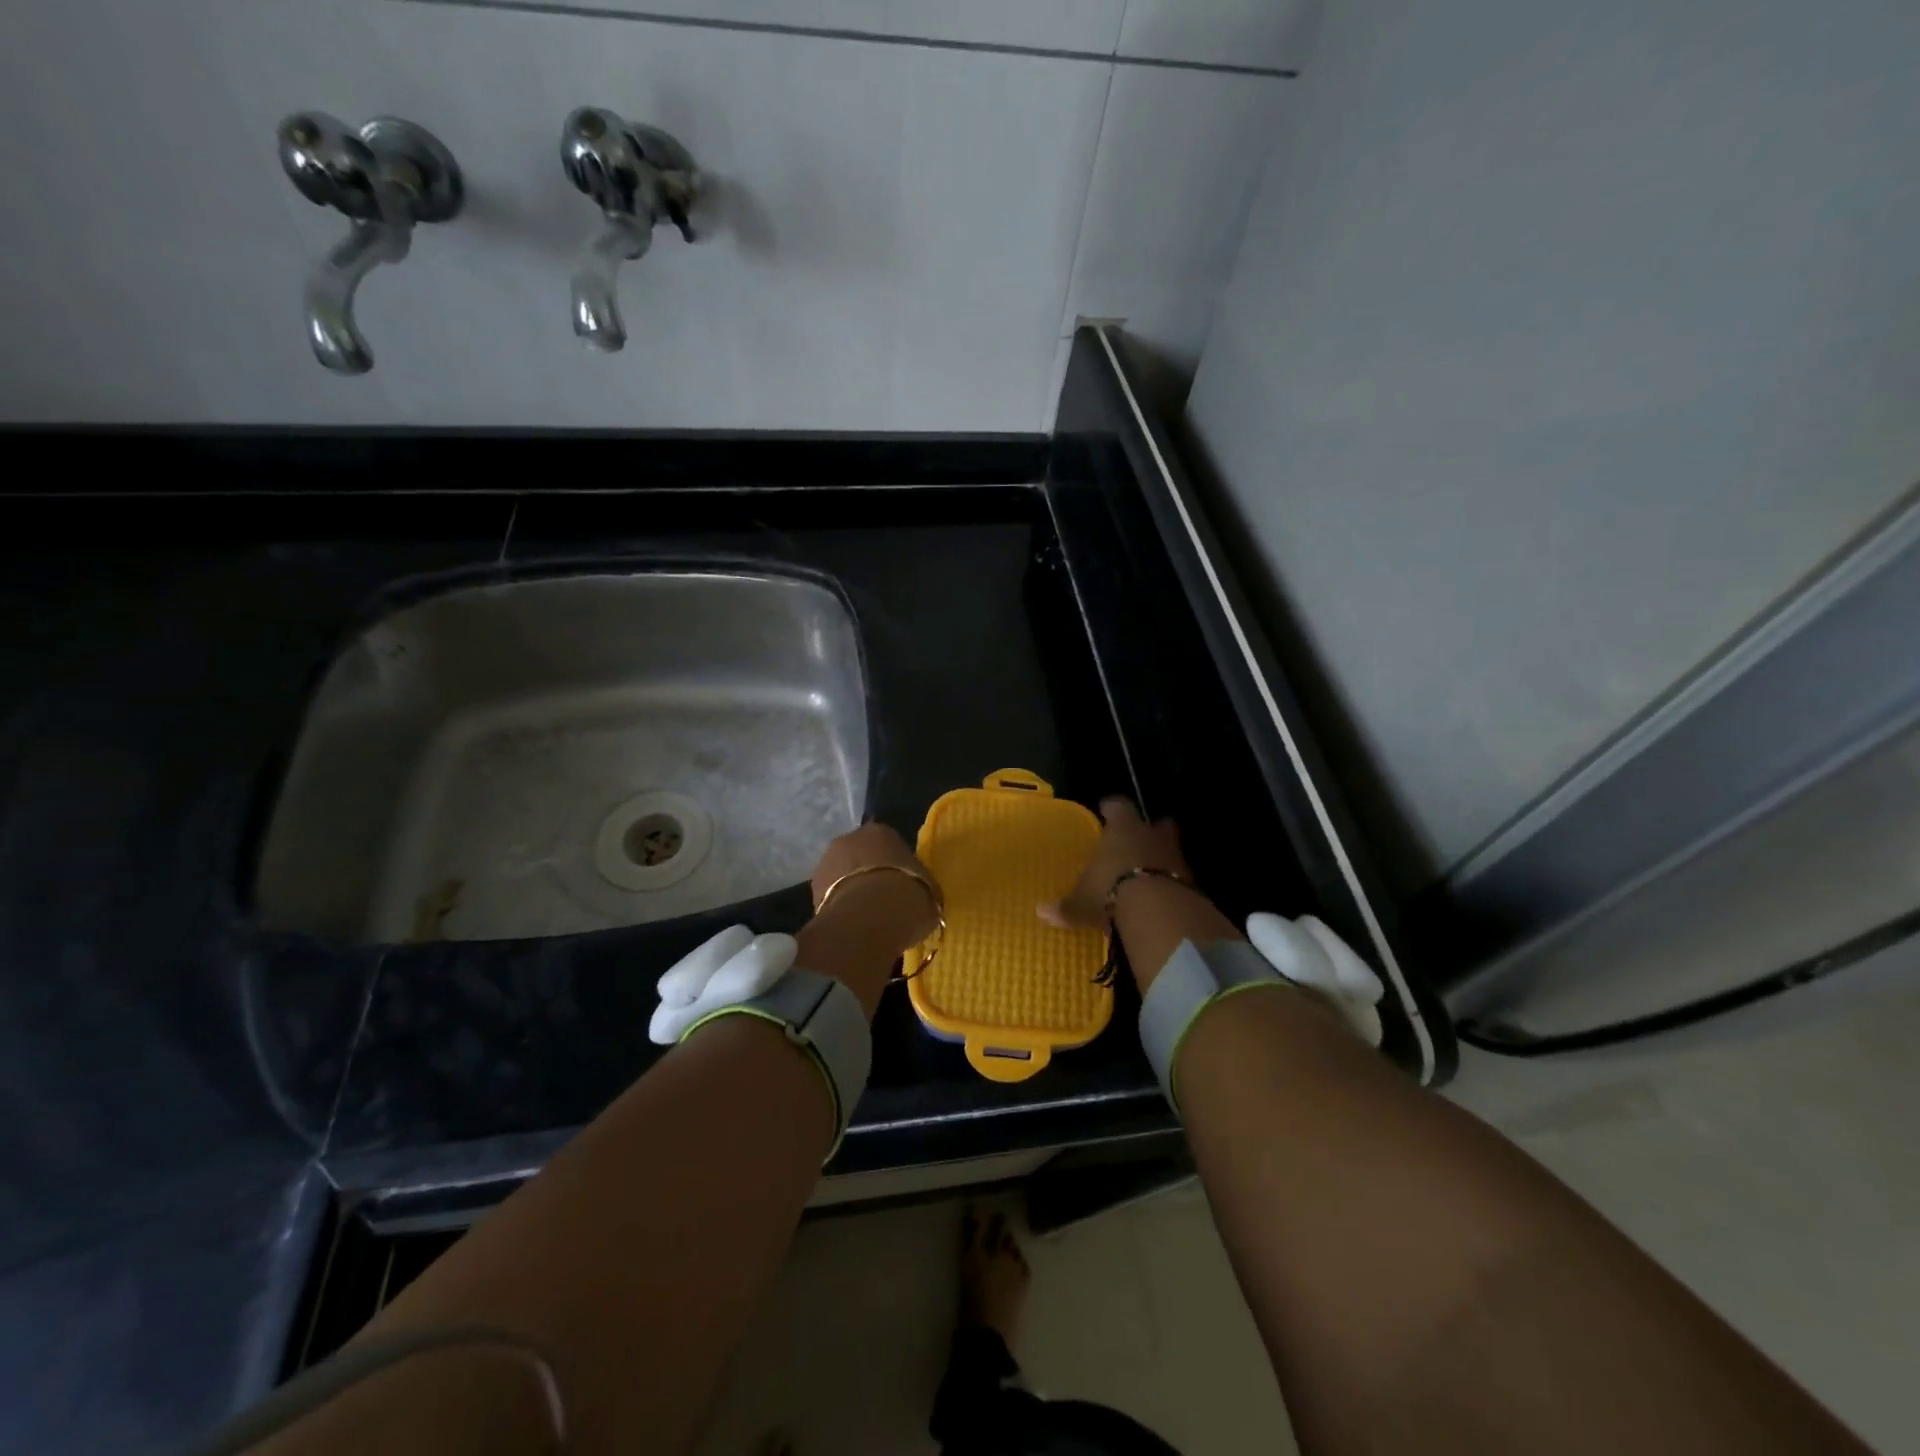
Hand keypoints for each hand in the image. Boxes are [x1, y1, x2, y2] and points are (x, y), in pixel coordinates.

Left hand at [809, 821, 941, 948]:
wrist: (868, 920)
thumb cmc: (907, 896)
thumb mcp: (929, 892)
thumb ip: (921, 888)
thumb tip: (921, 898)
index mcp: (881, 831)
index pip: (888, 843)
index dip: (895, 865)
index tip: (902, 884)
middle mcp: (849, 838)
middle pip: (860, 855)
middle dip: (869, 873)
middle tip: (883, 899)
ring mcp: (826, 863)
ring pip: (842, 875)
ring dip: (851, 889)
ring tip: (866, 916)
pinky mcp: (811, 891)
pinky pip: (831, 897)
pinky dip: (840, 906)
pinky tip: (853, 925)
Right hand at [1040, 797, 1192, 929]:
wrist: (1160, 910)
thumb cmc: (1112, 891)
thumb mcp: (1083, 903)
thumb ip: (1066, 907)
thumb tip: (1040, 911)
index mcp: (1122, 829)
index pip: (1118, 807)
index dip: (1113, 808)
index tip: (1107, 809)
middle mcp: (1150, 835)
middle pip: (1155, 823)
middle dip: (1148, 830)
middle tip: (1137, 841)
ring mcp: (1175, 856)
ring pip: (1170, 848)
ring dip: (1161, 858)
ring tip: (1148, 873)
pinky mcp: (1191, 881)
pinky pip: (1180, 876)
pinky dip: (1172, 883)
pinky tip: (1161, 897)